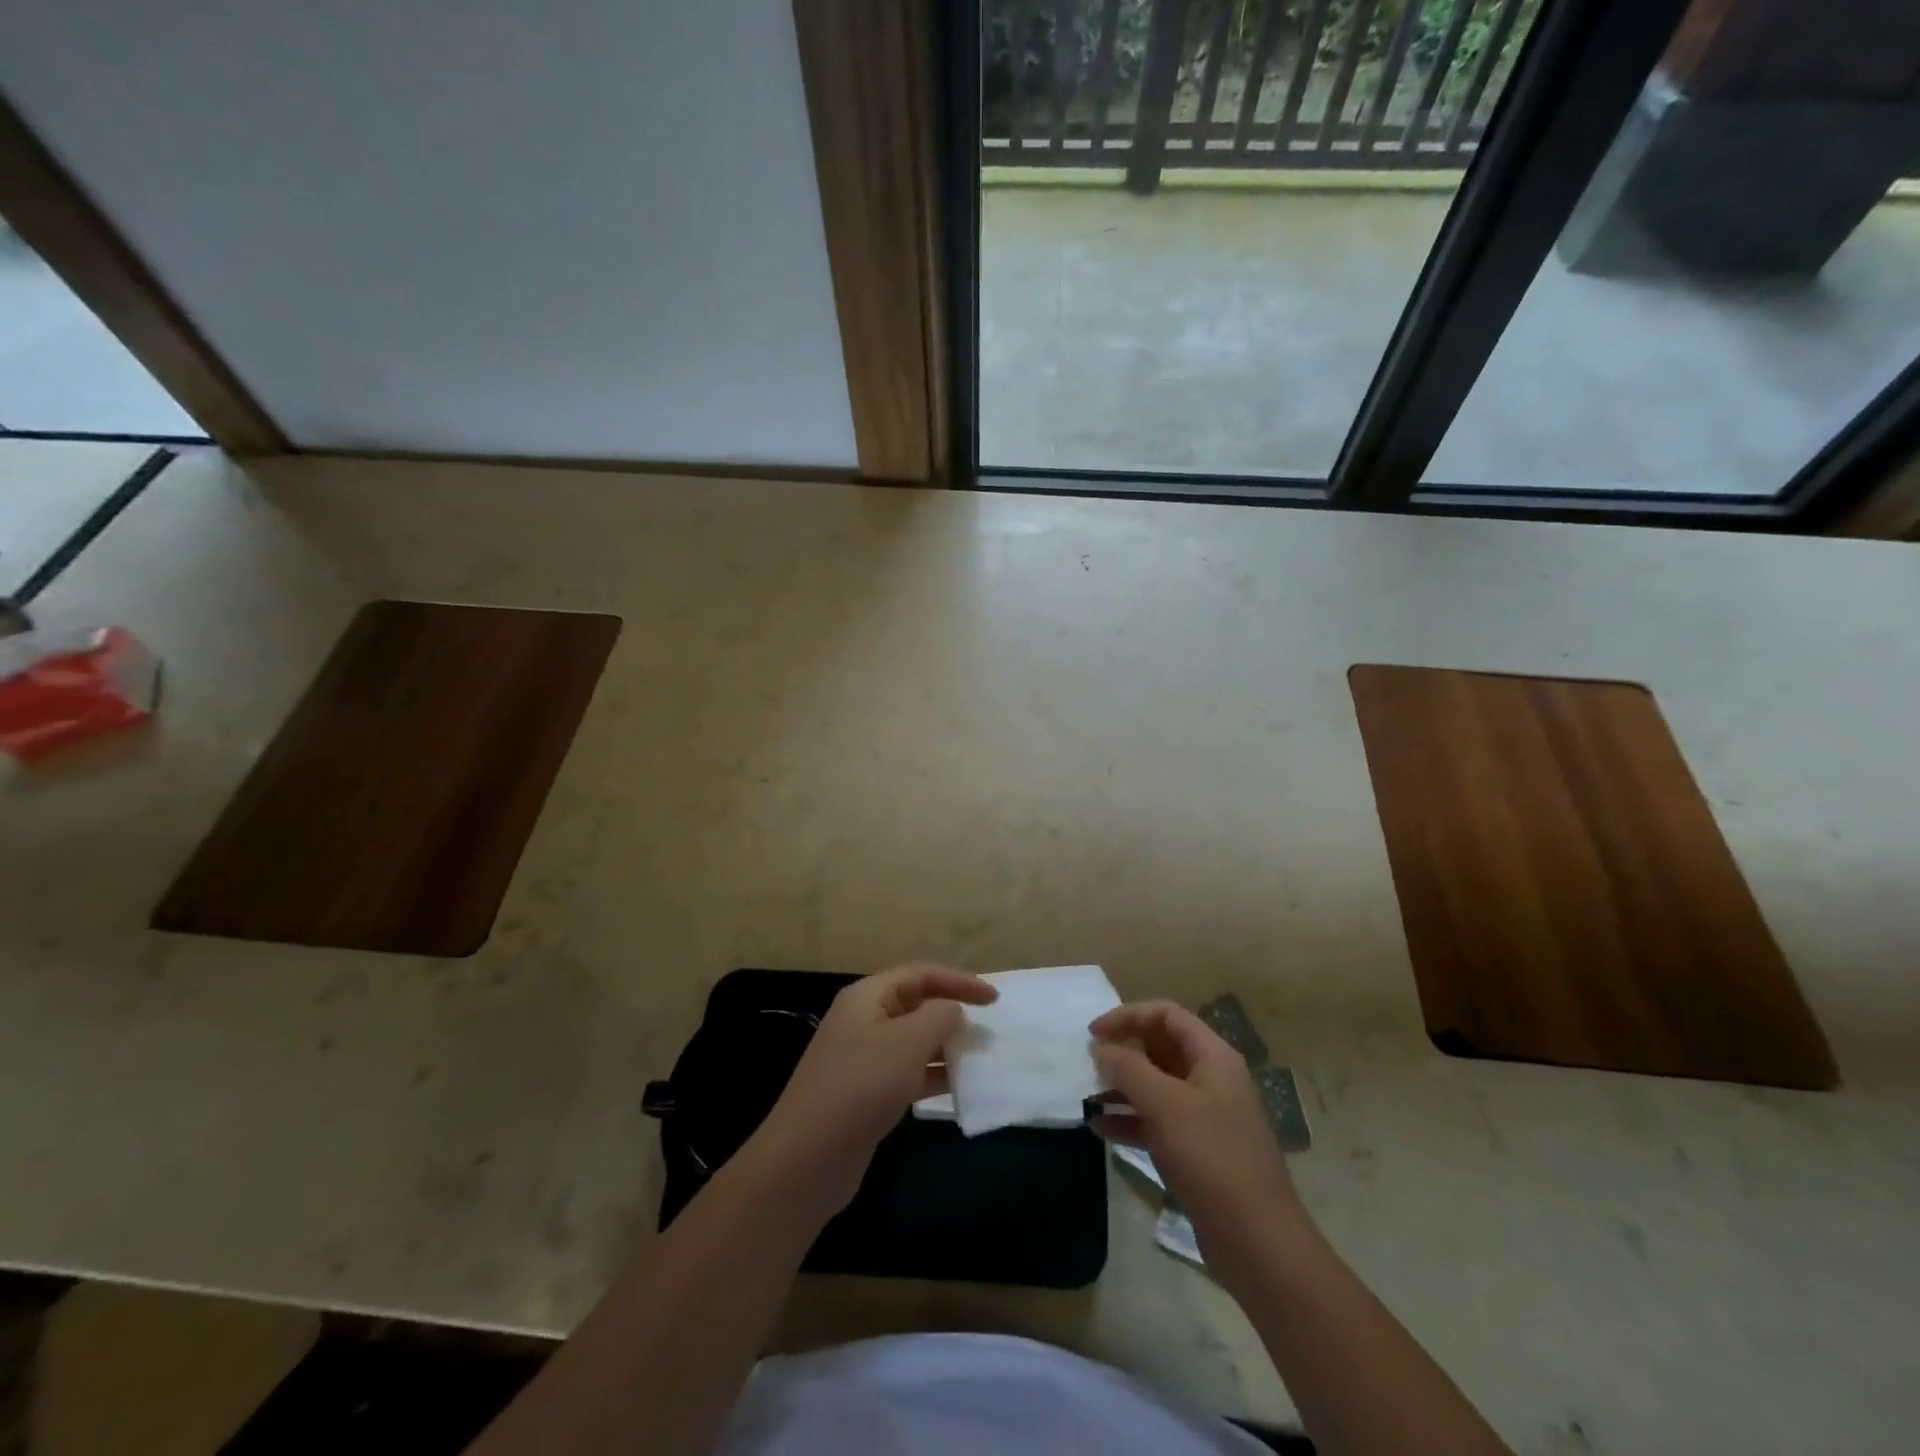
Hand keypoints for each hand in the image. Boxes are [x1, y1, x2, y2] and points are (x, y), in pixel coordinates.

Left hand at [750, 963, 995, 1215]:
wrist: (808, 1158)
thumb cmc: (861, 1086)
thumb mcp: (907, 1042)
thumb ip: (939, 1017)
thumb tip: (953, 1011)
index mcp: (868, 996)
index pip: (921, 974)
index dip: (959, 981)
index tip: (994, 1000)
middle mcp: (864, 1020)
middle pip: (917, 1004)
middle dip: (953, 1013)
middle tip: (989, 1029)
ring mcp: (864, 1058)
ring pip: (914, 1040)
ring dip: (947, 1046)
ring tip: (981, 1058)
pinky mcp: (868, 1093)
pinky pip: (909, 1072)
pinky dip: (934, 1075)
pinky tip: (959, 1088)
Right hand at [1090, 1001, 1304, 1258]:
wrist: (1258, 1243)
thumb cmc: (1212, 1159)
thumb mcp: (1165, 1105)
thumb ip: (1128, 1069)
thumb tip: (1100, 1047)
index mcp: (1213, 1057)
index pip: (1166, 1014)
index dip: (1128, 1016)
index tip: (1094, 1033)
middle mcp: (1212, 1079)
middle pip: (1160, 1047)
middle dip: (1123, 1051)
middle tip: (1088, 1064)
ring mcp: (1206, 1116)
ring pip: (1156, 1085)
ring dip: (1121, 1087)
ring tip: (1087, 1096)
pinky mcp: (1197, 1150)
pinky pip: (1157, 1121)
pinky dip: (1129, 1119)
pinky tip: (1100, 1129)